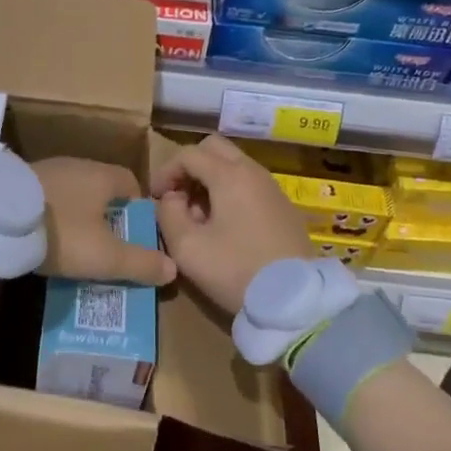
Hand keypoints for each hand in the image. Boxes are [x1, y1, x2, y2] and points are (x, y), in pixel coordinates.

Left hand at [32, 158, 176, 285]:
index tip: (136, 237)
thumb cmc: (61, 232)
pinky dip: (53, 215)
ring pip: (73, 194)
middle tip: (108, 247)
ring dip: (78, 216)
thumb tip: (173, 267)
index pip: (132, 184)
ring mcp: (46, 170)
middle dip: (108, 216)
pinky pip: (48, 198)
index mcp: (102, 175)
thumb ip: (141, 263)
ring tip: (76, 246)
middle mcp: (77, 165)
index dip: (138, 211)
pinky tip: (46, 237)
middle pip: (102, 189)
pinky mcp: (20, 182)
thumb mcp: (106, 256)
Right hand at [152, 133, 313, 315]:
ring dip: (210, 181)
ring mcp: (273, 189)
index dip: (165, 171)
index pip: (189, 154)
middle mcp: (254, 172)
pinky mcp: (284, 208)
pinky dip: (230, 193)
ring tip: (198, 216)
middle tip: (178, 196)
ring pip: (234, 166)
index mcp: (230, 175)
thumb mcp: (187, 248)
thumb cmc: (236, 270)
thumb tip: (171, 199)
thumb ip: (168, 214)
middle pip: (215, 149)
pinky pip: (250, 185)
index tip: (155, 198)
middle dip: (190, 167)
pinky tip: (225, 227)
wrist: (295, 301)